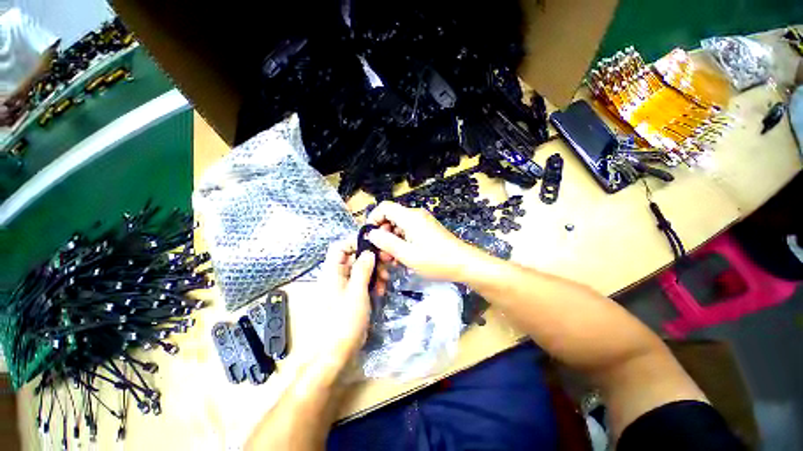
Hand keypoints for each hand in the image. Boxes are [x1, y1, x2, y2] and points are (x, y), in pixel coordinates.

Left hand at [319, 238, 376, 359]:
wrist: (333, 354)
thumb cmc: (343, 321)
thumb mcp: (356, 292)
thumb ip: (363, 269)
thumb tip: (369, 251)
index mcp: (332, 272)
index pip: (340, 247)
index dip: (356, 244)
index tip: (374, 248)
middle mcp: (336, 277)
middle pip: (353, 258)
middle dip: (371, 260)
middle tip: (386, 265)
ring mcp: (344, 288)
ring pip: (360, 271)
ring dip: (374, 273)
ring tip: (385, 282)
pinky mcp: (351, 298)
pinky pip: (362, 284)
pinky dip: (372, 284)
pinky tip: (381, 291)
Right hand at [366, 201, 478, 280]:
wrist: (464, 264)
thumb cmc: (436, 260)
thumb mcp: (407, 254)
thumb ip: (386, 242)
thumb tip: (371, 233)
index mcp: (409, 217)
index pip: (384, 207)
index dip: (373, 219)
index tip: (369, 237)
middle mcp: (415, 216)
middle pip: (390, 218)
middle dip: (382, 235)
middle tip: (381, 254)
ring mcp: (422, 222)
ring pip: (398, 227)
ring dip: (391, 241)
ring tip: (391, 260)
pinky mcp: (426, 230)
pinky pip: (408, 232)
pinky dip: (401, 243)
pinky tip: (402, 257)